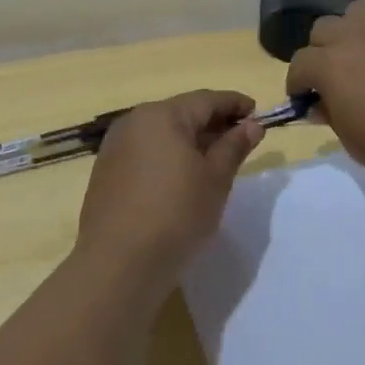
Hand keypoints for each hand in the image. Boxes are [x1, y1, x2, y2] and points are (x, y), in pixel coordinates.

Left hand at [75, 90, 264, 280]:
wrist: (118, 264)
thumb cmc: (176, 214)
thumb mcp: (216, 179)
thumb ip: (234, 146)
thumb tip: (252, 125)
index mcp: (162, 116)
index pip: (206, 100)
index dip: (235, 104)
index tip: (258, 113)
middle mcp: (134, 122)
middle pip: (182, 113)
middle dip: (213, 123)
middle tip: (241, 139)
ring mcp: (115, 147)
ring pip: (162, 133)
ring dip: (190, 141)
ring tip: (215, 160)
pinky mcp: (106, 173)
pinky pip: (146, 152)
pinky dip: (168, 156)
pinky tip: (183, 177)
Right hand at [285, 0, 364, 199]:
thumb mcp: (355, 143)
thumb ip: (331, 114)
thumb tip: (320, 102)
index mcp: (330, 66)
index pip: (299, 64)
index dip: (299, 85)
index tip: (308, 100)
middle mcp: (355, 34)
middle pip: (323, 30)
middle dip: (323, 53)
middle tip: (339, 79)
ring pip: (357, 10)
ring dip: (354, 31)